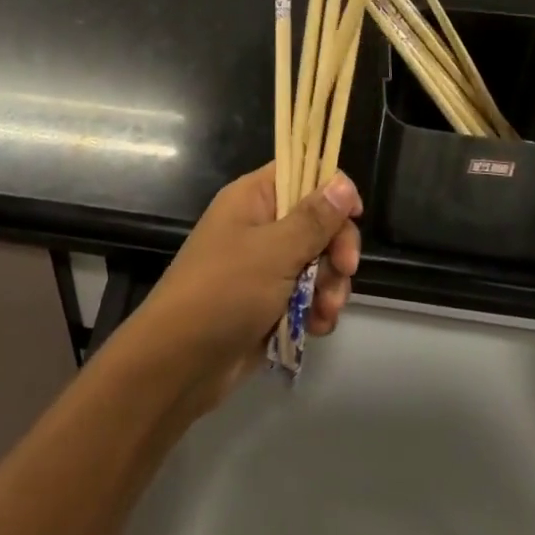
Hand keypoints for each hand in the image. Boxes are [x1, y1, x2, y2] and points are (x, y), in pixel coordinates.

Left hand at [121, 164, 360, 413]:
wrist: (179, 362)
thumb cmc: (224, 291)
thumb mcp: (274, 251)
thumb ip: (314, 218)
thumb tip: (343, 180)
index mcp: (252, 198)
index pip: (300, 172)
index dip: (331, 189)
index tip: (355, 215)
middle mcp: (259, 225)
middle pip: (317, 221)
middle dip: (336, 249)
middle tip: (343, 271)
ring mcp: (264, 266)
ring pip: (317, 263)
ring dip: (329, 286)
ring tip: (323, 311)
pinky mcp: (269, 303)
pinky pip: (306, 296)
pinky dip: (315, 311)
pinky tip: (314, 328)